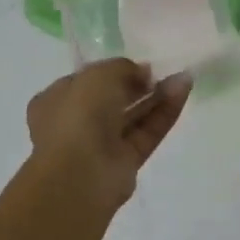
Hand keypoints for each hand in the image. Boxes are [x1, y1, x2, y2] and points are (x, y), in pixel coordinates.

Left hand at [26, 59, 190, 208]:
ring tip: (182, 77)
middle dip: (139, 84)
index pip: (86, 82)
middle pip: (113, 99)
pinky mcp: (126, 162)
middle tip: (163, 71)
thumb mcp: (98, 75)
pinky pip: (148, 132)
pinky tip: (183, 91)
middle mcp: (77, 123)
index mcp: (56, 101)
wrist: (79, 174)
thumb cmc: (78, 116)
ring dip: (157, 96)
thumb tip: (142, 73)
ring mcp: (101, 145)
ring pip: (134, 116)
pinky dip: (165, 112)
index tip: (137, 64)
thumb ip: (122, 67)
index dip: (112, 71)